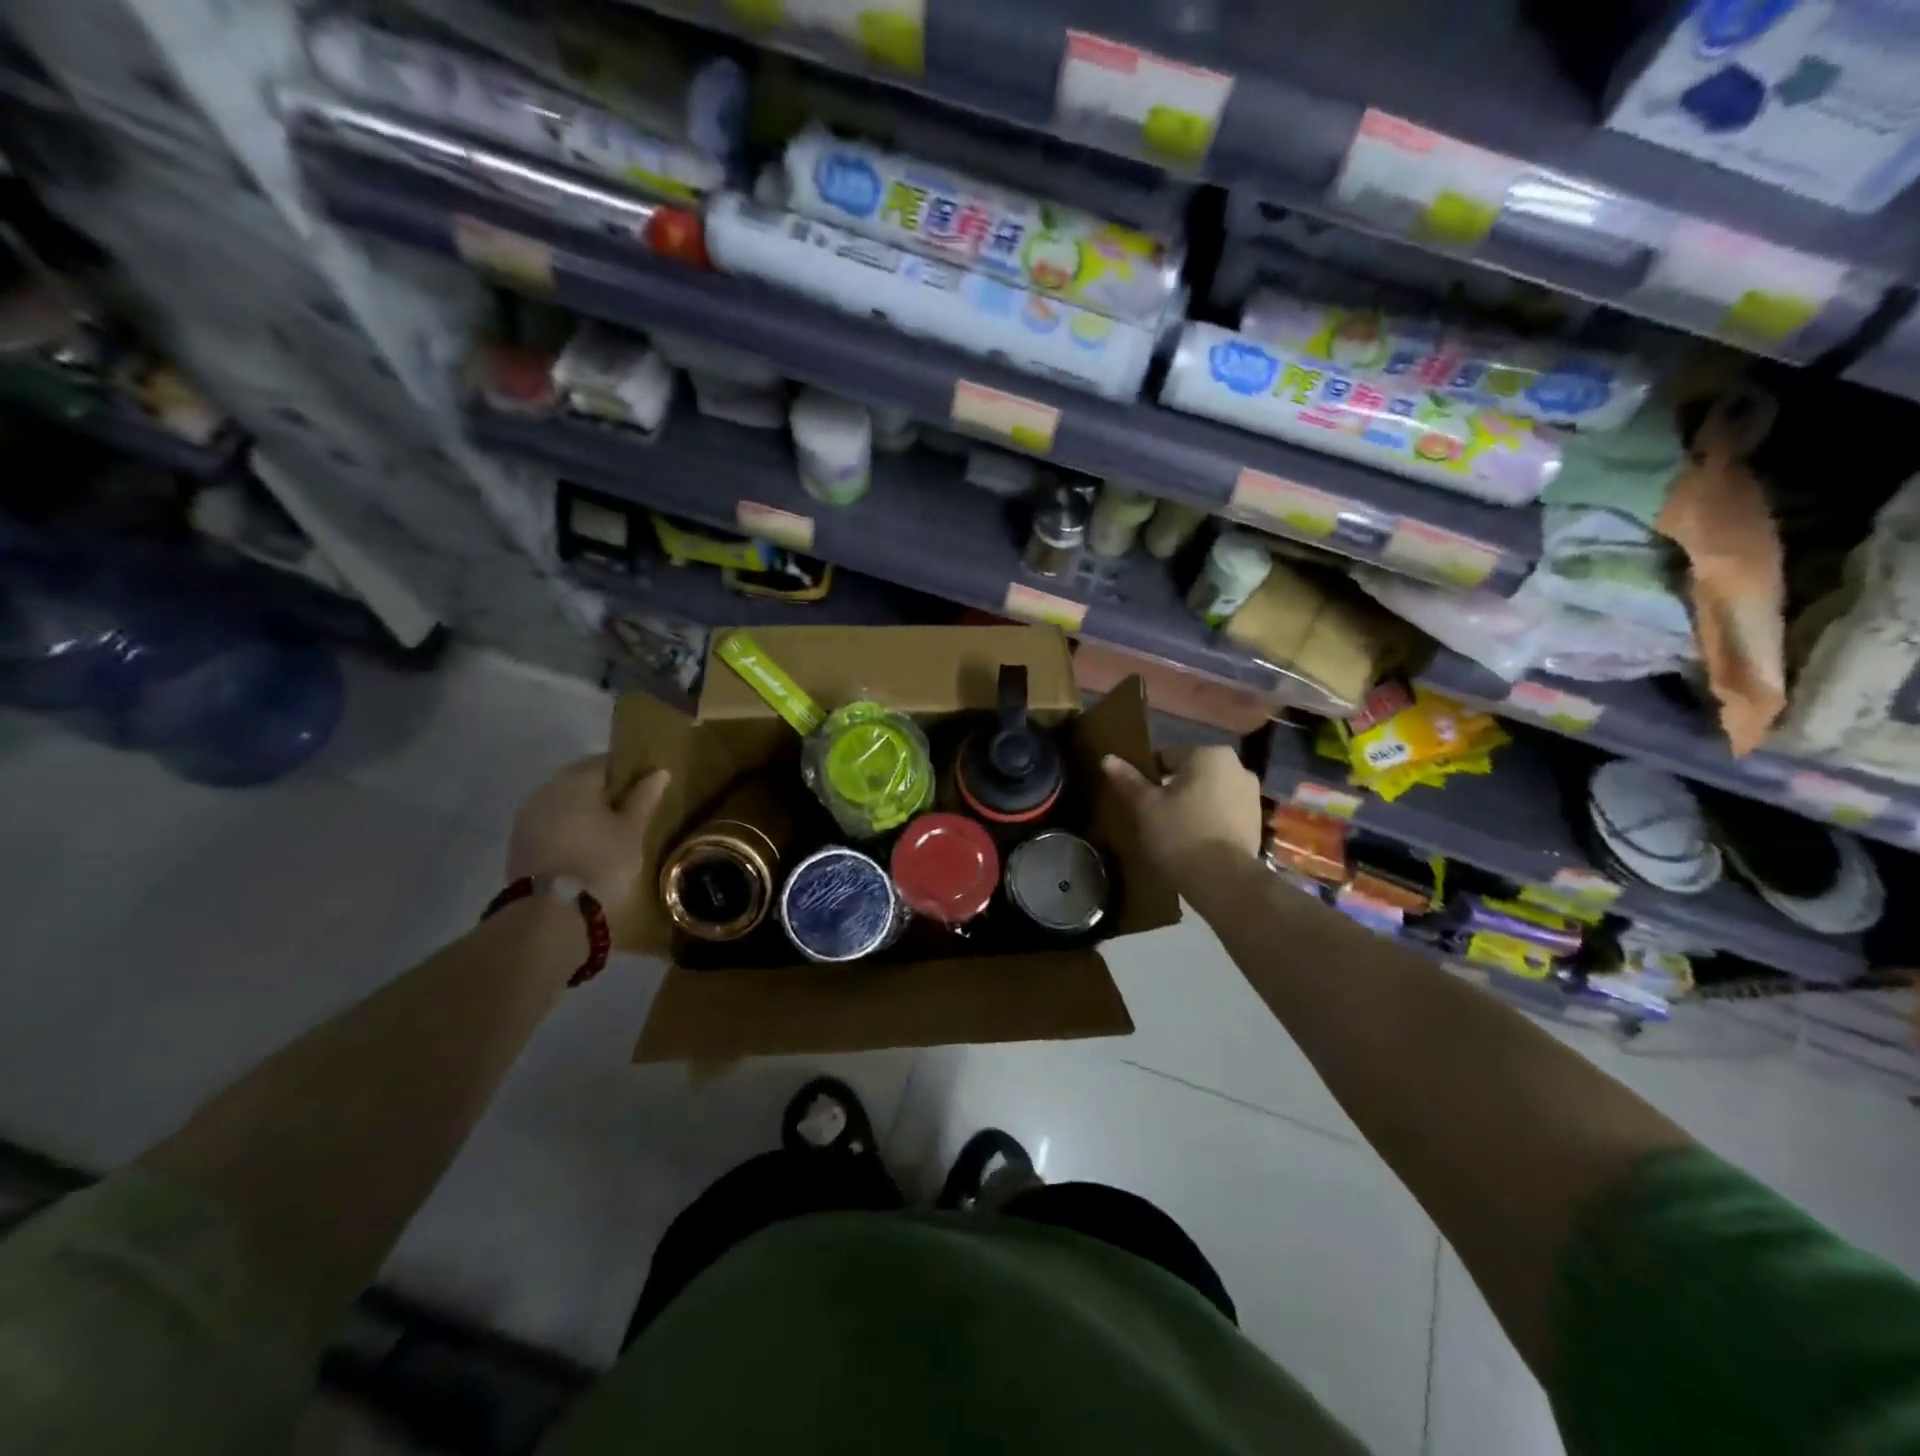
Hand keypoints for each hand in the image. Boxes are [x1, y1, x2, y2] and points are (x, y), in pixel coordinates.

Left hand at [507, 756, 671, 924]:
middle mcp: (546, 789)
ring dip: (582, 809)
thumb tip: (658, 772)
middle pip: (579, 780)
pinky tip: (583, 845)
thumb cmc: (601, 862)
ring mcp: (527, 816)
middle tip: (628, 811)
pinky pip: (549, 822)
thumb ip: (644, 798)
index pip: (605, 762)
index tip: (644, 788)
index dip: (627, 772)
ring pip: (562, 802)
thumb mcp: (632, 831)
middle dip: (603, 791)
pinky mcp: (518, 841)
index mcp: (575, 780)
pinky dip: (567, 827)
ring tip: (607, 830)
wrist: (551, 912)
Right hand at [1103, 747, 1261, 885]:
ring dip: (1193, 804)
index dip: (1148, 778)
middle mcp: (1236, 766)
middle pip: (1190, 774)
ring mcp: (1251, 794)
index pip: (1166, 757)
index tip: (1139, 800)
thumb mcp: (1145, 807)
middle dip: (1173, 790)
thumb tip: (1108, 758)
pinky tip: (1195, 840)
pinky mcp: (1257, 820)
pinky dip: (1209, 820)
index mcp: (1208, 754)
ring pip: (1209, 792)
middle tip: (1153, 816)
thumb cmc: (1180, 833)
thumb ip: (1128, 780)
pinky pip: (1224, 811)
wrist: (1224, 880)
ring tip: (1173, 830)